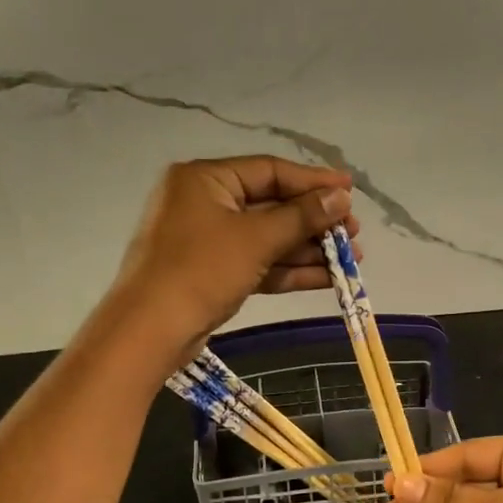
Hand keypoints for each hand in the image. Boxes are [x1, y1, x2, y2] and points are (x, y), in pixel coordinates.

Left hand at [109, 156, 360, 368]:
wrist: (149, 331)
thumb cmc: (200, 270)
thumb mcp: (255, 239)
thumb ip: (301, 217)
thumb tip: (340, 198)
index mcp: (205, 179)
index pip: (269, 171)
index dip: (313, 181)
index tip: (350, 191)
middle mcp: (204, 203)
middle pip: (271, 205)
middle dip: (314, 221)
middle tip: (353, 231)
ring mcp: (207, 241)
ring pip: (267, 238)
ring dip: (307, 249)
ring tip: (351, 258)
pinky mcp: (212, 273)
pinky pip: (257, 263)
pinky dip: (288, 270)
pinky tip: (327, 278)